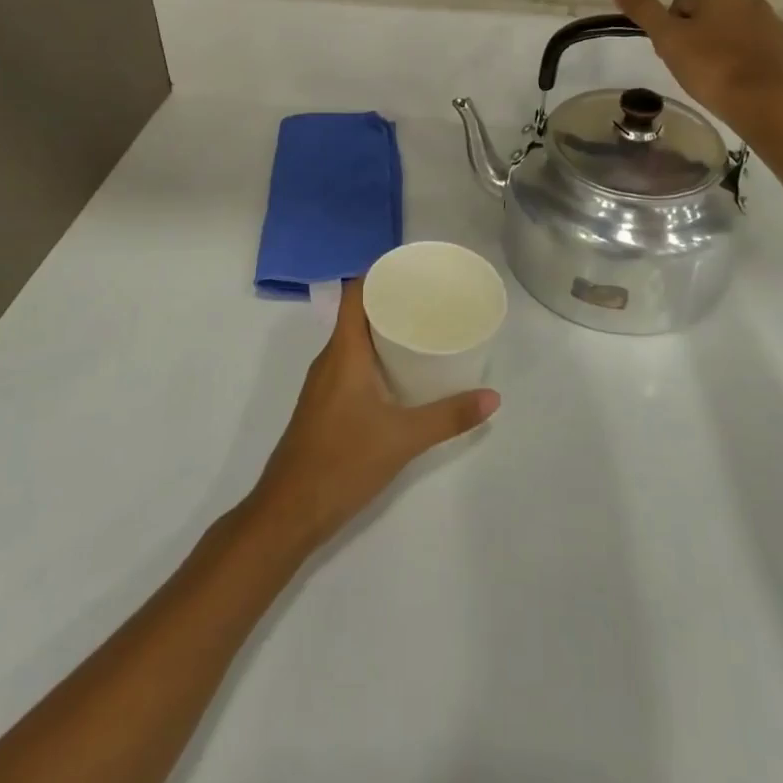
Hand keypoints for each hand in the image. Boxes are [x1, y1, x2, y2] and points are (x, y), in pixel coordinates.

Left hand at [248, 278, 498, 552]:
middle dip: (392, 302)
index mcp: (343, 351)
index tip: (414, 269)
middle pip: (359, 313)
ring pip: (355, 340)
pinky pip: (352, 363)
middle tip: (431, 299)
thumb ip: (448, 416)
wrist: (289, 512)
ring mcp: (324, 383)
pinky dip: (376, 356)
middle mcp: (330, 359)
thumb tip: (493, 397)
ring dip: (384, 330)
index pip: (356, 293)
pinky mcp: (325, 405)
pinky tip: (401, 372)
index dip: (380, 274)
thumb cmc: (342, 462)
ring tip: (423, 328)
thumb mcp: (403, 438)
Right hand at [609, 0, 782, 131]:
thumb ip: (643, 9)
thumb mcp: (667, 38)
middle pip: (709, 20)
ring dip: (721, 52)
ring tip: (713, 80)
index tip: (672, 56)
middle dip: (697, 41)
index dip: (671, 33)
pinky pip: (756, 56)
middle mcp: (751, 1)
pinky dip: (744, 67)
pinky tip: (736, 87)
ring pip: (734, 37)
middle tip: (690, 69)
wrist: (762, 102)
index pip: (680, 8)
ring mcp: (774, 28)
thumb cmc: (709, 66)